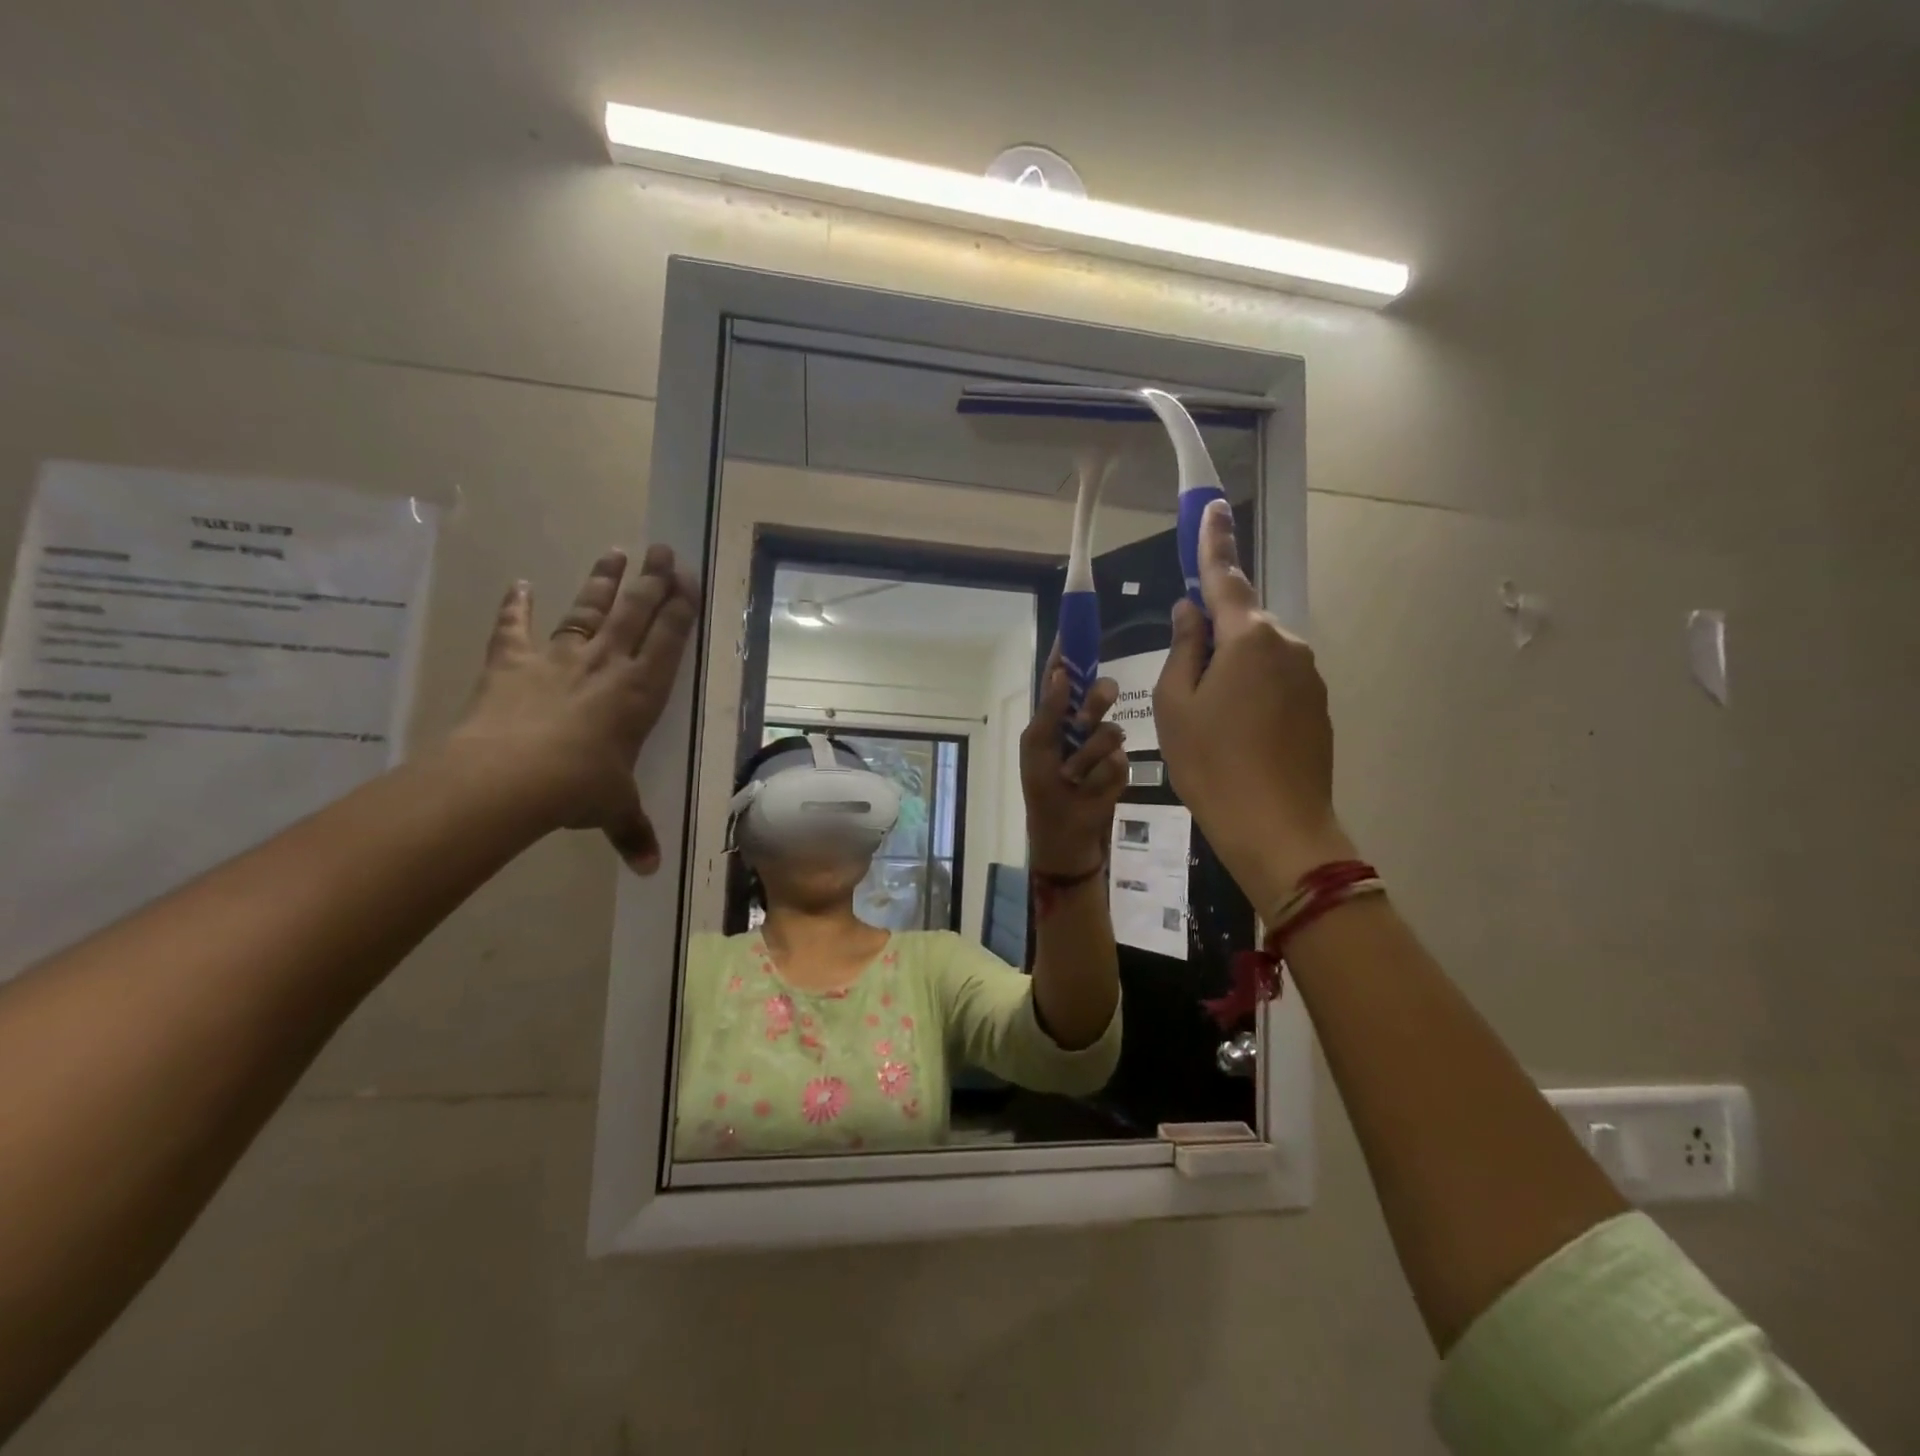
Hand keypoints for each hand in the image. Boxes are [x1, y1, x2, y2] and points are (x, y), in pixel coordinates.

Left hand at [450, 545, 698, 873]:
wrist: (510, 779)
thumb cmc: (579, 788)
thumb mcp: (614, 810)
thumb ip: (633, 832)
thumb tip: (649, 869)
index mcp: (640, 693)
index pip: (668, 640)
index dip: (680, 608)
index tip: (689, 578)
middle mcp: (606, 665)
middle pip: (635, 613)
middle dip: (652, 580)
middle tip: (664, 549)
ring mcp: (559, 659)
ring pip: (588, 610)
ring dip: (603, 581)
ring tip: (616, 551)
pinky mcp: (513, 662)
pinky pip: (514, 628)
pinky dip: (514, 605)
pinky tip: (518, 583)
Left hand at [1020, 656, 1128, 875]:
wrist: (1065, 837)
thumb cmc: (1042, 792)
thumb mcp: (1036, 750)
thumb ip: (1049, 712)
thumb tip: (1061, 672)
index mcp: (1056, 718)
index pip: (1064, 678)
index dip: (1069, 653)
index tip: (1076, 627)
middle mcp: (1082, 726)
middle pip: (1100, 693)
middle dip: (1094, 704)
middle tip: (1083, 721)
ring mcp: (1104, 747)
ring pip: (1110, 730)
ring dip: (1087, 758)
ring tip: (1073, 778)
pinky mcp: (1121, 769)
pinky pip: (1118, 760)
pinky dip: (1098, 777)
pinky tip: (1087, 790)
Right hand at [1154, 501, 1354, 908]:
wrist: (1277, 827)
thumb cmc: (1211, 762)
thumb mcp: (1175, 704)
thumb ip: (1183, 648)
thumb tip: (1192, 612)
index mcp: (1247, 637)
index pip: (1224, 577)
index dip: (1213, 541)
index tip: (1210, 507)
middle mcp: (1286, 645)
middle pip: (1240, 624)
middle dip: (1212, 638)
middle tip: (1185, 688)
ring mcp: (1308, 676)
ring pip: (1257, 657)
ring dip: (1231, 673)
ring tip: (1210, 725)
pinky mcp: (1318, 706)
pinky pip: (1276, 683)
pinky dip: (1252, 696)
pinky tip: (1238, 737)